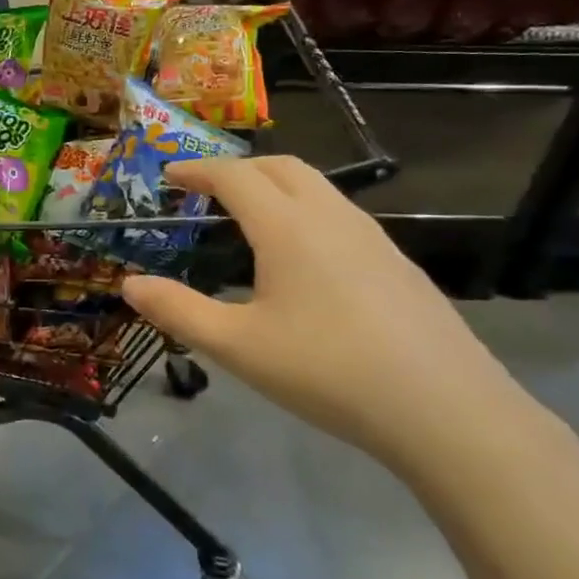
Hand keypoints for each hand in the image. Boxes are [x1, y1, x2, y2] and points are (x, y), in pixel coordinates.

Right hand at [120, 156, 528, 474]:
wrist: (448, 411)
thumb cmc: (328, 372)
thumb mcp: (238, 347)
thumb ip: (178, 311)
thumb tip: (130, 284)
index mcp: (288, 227)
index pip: (235, 175)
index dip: (198, 168)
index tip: (169, 174)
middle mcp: (332, 217)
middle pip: (281, 167)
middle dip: (238, 168)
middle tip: (207, 191)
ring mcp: (373, 238)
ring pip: (318, 188)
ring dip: (276, 186)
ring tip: (250, 220)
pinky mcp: (398, 264)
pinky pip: (341, 216)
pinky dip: (306, 212)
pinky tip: (303, 262)